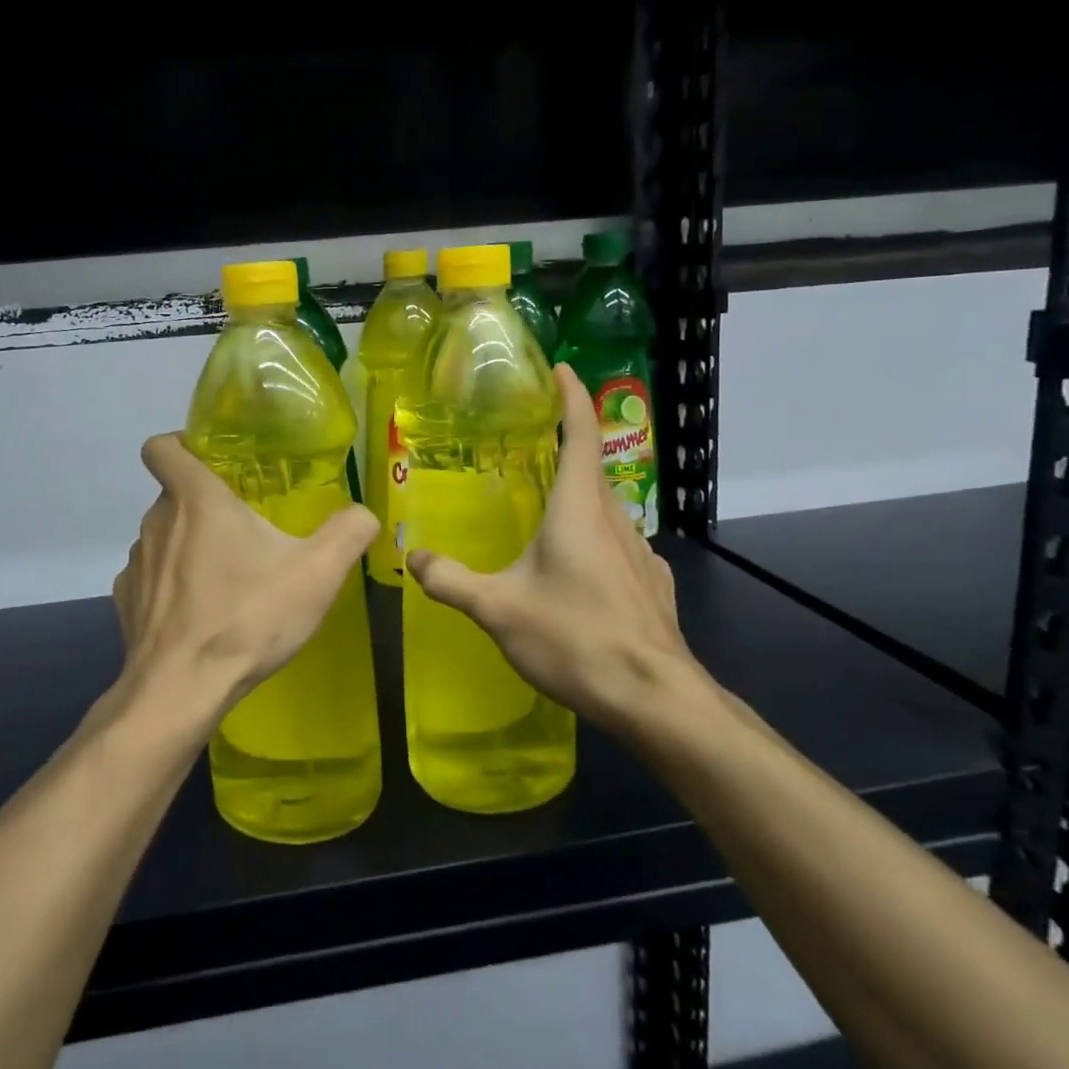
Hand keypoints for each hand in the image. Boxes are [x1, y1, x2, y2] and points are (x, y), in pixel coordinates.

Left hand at [113, 435, 377, 722]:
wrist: (181, 691)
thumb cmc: (247, 617)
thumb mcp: (317, 573)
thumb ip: (348, 532)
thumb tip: (364, 513)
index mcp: (196, 499)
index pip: (162, 446)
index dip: (181, 443)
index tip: (212, 460)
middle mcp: (157, 522)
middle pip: (175, 494)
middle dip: (207, 505)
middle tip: (247, 528)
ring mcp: (136, 564)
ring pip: (165, 537)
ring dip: (190, 546)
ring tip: (227, 578)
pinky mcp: (127, 603)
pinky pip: (152, 578)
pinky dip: (173, 586)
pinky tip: (201, 614)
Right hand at [405, 364, 717, 742]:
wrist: (655, 698)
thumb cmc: (575, 639)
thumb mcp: (499, 610)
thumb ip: (452, 581)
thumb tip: (413, 558)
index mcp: (579, 510)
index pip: (581, 435)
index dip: (572, 397)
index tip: (562, 369)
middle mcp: (616, 520)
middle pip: (593, 470)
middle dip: (568, 450)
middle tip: (533, 447)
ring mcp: (642, 553)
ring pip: (607, 510)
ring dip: (580, 499)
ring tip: (548, 511)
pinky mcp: (654, 584)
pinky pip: (621, 546)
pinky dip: (597, 540)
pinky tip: (581, 571)